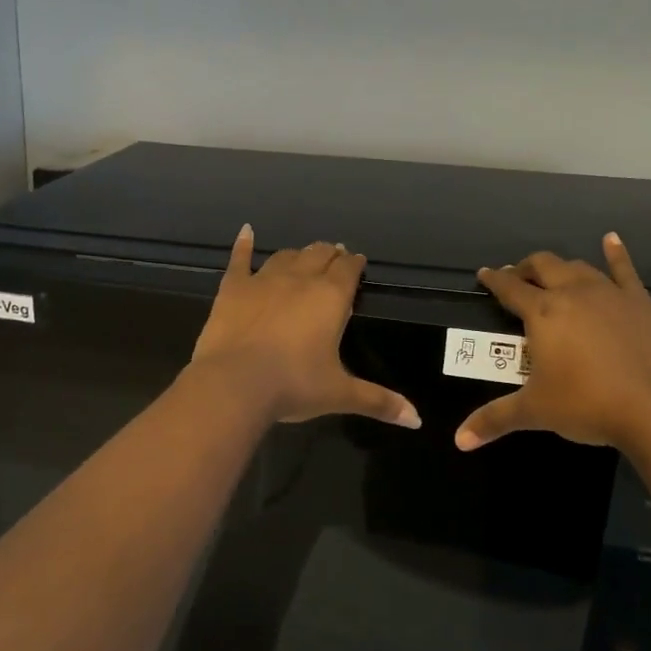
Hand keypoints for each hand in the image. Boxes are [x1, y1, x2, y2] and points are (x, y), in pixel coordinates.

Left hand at [190, 226, 421, 428]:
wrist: (235, 383)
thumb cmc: (294, 385)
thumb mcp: (339, 394)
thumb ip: (379, 401)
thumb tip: (417, 419)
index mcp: (330, 297)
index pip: (348, 269)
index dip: (354, 264)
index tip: (357, 263)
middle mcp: (300, 279)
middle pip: (319, 255)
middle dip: (330, 255)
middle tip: (335, 258)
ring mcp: (263, 279)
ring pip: (286, 256)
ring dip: (298, 254)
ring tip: (304, 256)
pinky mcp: (233, 288)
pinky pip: (240, 259)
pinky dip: (244, 244)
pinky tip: (247, 232)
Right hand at [454, 233, 650, 454]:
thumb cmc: (587, 405)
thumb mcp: (534, 412)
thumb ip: (494, 419)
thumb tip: (459, 441)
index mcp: (543, 313)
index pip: (510, 288)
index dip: (494, 279)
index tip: (484, 274)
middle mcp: (573, 293)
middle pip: (543, 266)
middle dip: (526, 268)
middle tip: (517, 277)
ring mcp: (610, 294)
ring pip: (579, 267)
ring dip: (561, 267)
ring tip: (554, 274)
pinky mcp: (640, 303)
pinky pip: (625, 270)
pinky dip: (616, 253)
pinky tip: (611, 240)